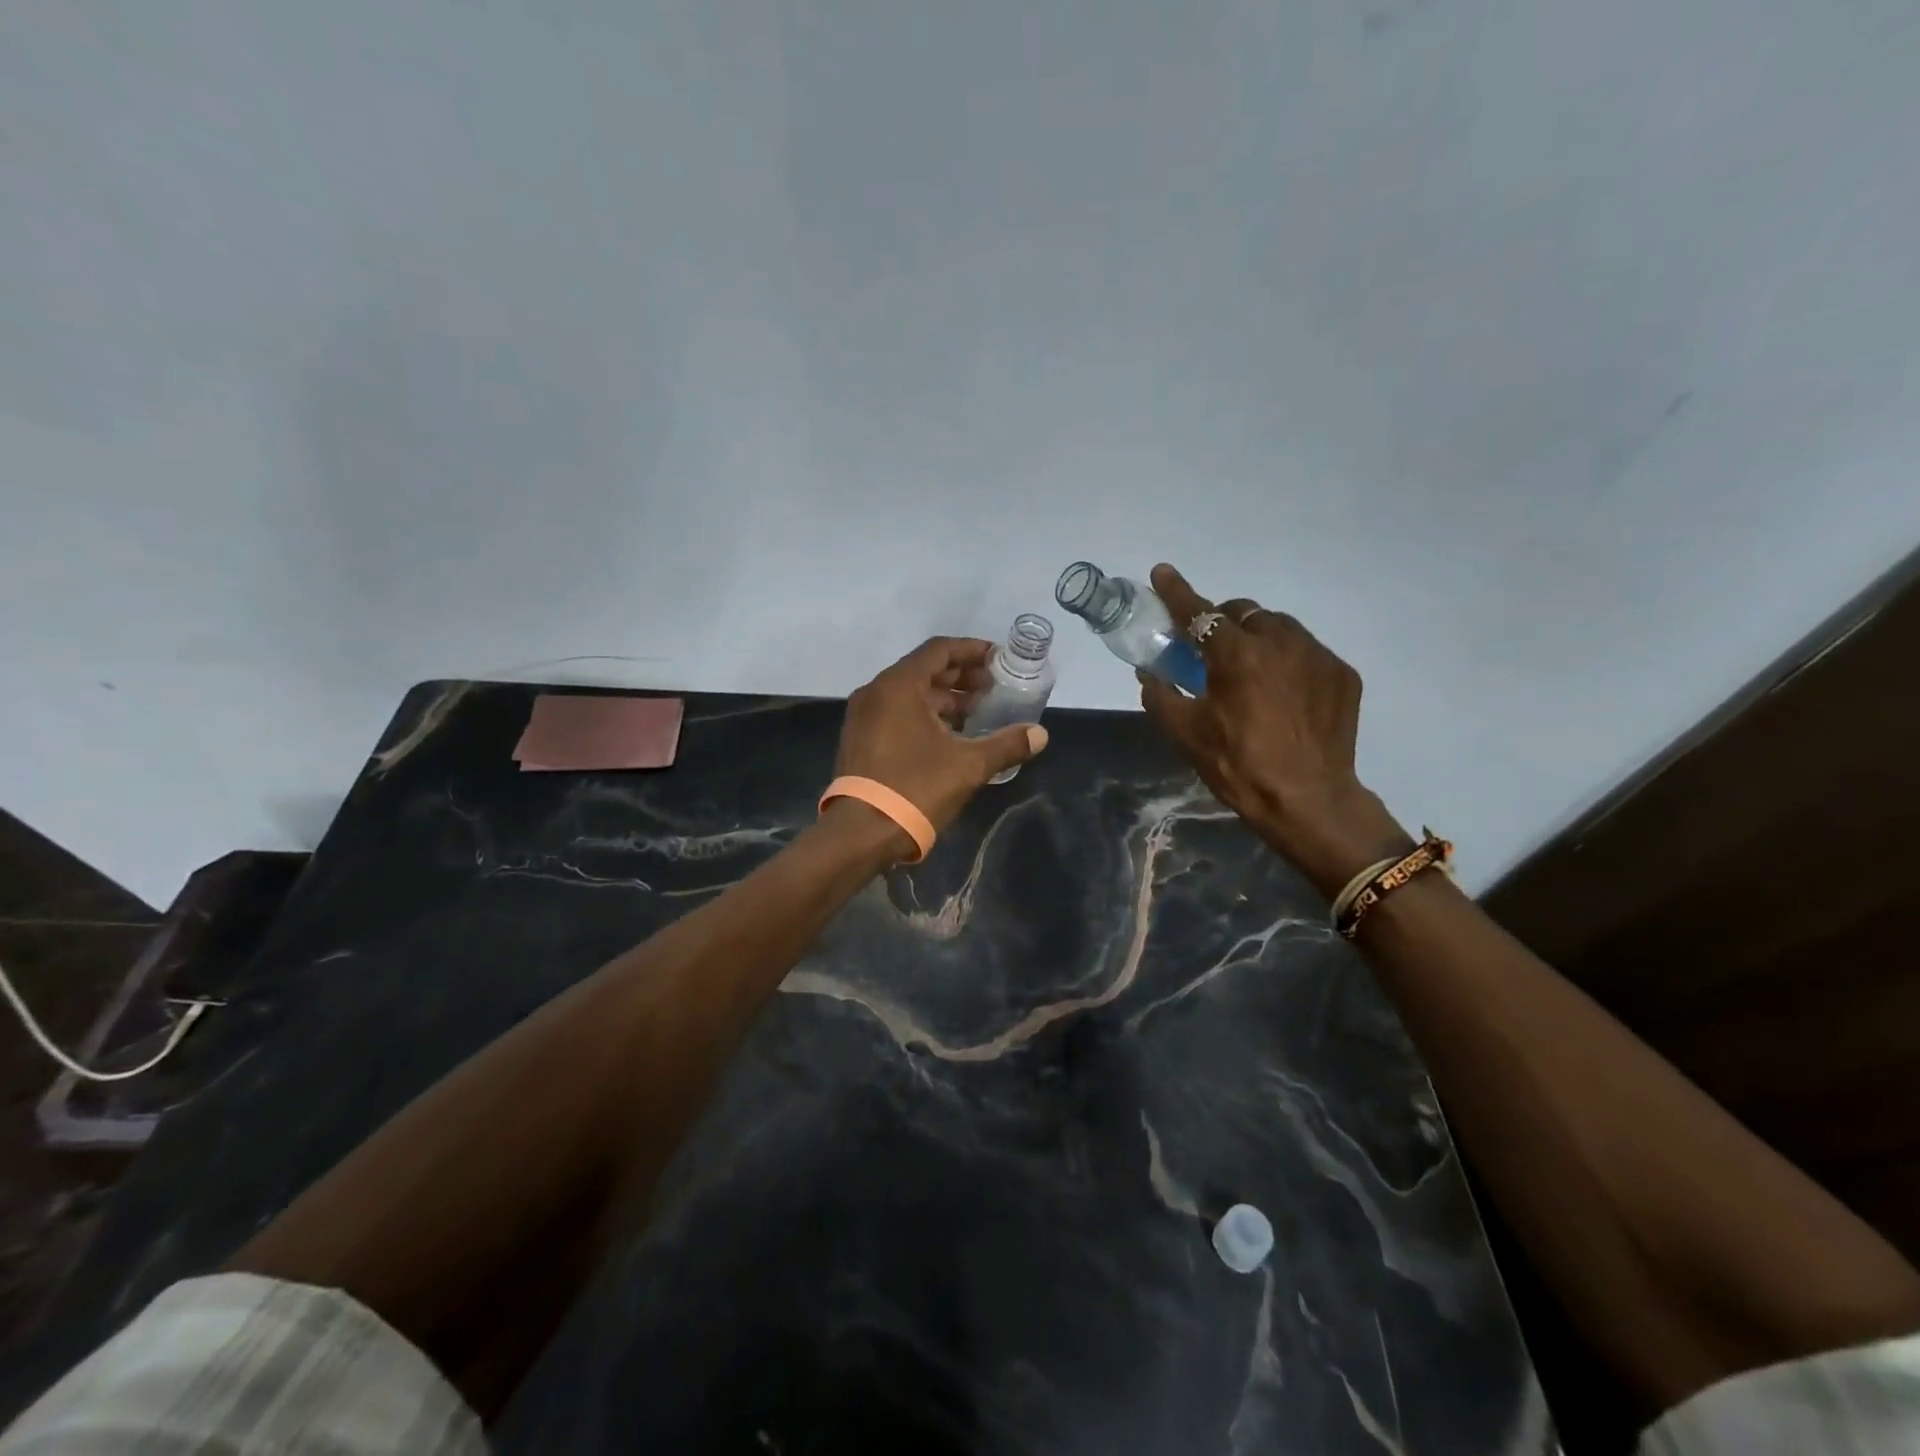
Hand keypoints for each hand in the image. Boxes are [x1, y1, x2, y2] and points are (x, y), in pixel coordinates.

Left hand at [835, 637, 1048, 843]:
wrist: (861, 833)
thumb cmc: (915, 788)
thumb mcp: (968, 766)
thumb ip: (1006, 744)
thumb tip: (1040, 734)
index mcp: (899, 686)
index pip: (939, 650)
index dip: (972, 651)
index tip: (998, 660)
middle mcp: (876, 692)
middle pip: (924, 670)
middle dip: (961, 676)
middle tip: (993, 688)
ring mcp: (863, 716)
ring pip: (909, 693)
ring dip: (944, 698)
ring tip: (977, 712)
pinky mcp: (860, 739)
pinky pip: (896, 713)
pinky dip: (924, 714)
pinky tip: (949, 735)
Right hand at [1138, 564, 1408, 897]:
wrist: (1309, 802)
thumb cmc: (1238, 767)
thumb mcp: (1186, 734)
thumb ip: (1160, 695)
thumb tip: (1150, 672)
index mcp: (1236, 655)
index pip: (1198, 613)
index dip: (1176, 592)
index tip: (1162, 572)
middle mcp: (1280, 642)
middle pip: (1242, 612)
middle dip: (1220, 620)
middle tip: (1208, 648)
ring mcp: (1317, 655)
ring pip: (1277, 626)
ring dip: (1255, 636)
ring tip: (1249, 670)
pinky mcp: (1341, 673)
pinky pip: (1306, 650)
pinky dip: (1286, 659)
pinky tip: (1282, 691)